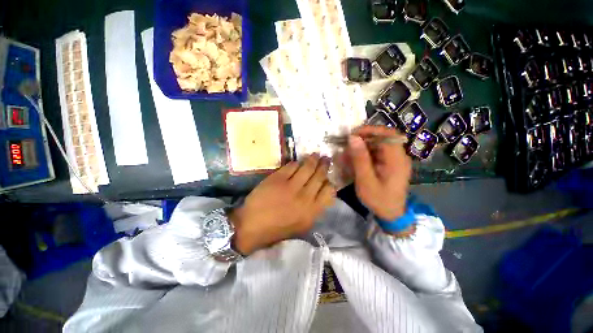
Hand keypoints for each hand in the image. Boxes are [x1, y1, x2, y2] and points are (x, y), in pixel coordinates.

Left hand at [229, 155, 335, 254]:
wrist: (252, 226)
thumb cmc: (278, 228)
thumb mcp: (302, 225)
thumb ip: (315, 209)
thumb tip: (322, 191)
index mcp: (312, 211)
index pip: (329, 191)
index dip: (330, 182)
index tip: (327, 178)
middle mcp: (304, 197)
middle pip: (319, 176)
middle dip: (324, 166)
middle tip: (326, 158)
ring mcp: (290, 186)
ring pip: (307, 168)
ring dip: (313, 159)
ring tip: (315, 155)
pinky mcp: (277, 179)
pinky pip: (291, 166)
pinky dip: (296, 163)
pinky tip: (297, 162)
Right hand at [347, 125, 411, 220]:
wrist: (391, 214)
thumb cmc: (379, 199)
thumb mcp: (365, 180)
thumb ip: (360, 159)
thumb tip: (353, 138)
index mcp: (397, 159)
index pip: (387, 134)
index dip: (370, 130)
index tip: (353, 134)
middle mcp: (399, 156)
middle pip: (382, 138)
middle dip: (363, 139)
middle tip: (347, 144)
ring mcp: (395, 160)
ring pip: (378, 145)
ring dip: (362, 146)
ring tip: (348, 153)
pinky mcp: (390, 164)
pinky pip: (377, 153)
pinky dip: (365, 154)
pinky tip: (355, 160)